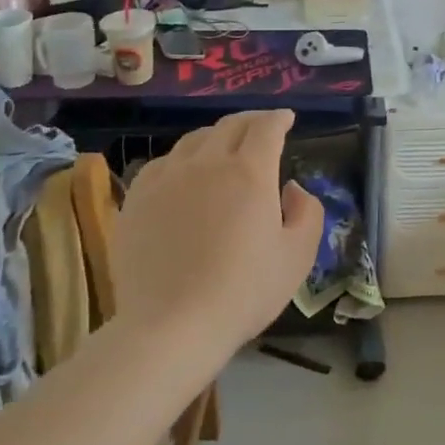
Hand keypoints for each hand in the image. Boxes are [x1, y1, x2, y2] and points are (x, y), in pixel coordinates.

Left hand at [111, 110, 323, 351]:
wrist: (172, 326)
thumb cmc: (243, 292)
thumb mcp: (297, 257)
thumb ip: (306, 213)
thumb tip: (292, 188)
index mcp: (250, 172)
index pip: (266, 128)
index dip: (279, 118)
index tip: (286, 119)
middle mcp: (208, 163)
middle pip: (230, 125)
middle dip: (251, 120)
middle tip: (261, 127)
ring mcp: (168, 177)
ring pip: (195, 140)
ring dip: (216, 136)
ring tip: (224, 146)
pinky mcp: (138, 198)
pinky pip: (163, 162)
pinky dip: (182, 159)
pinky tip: (184, 173)